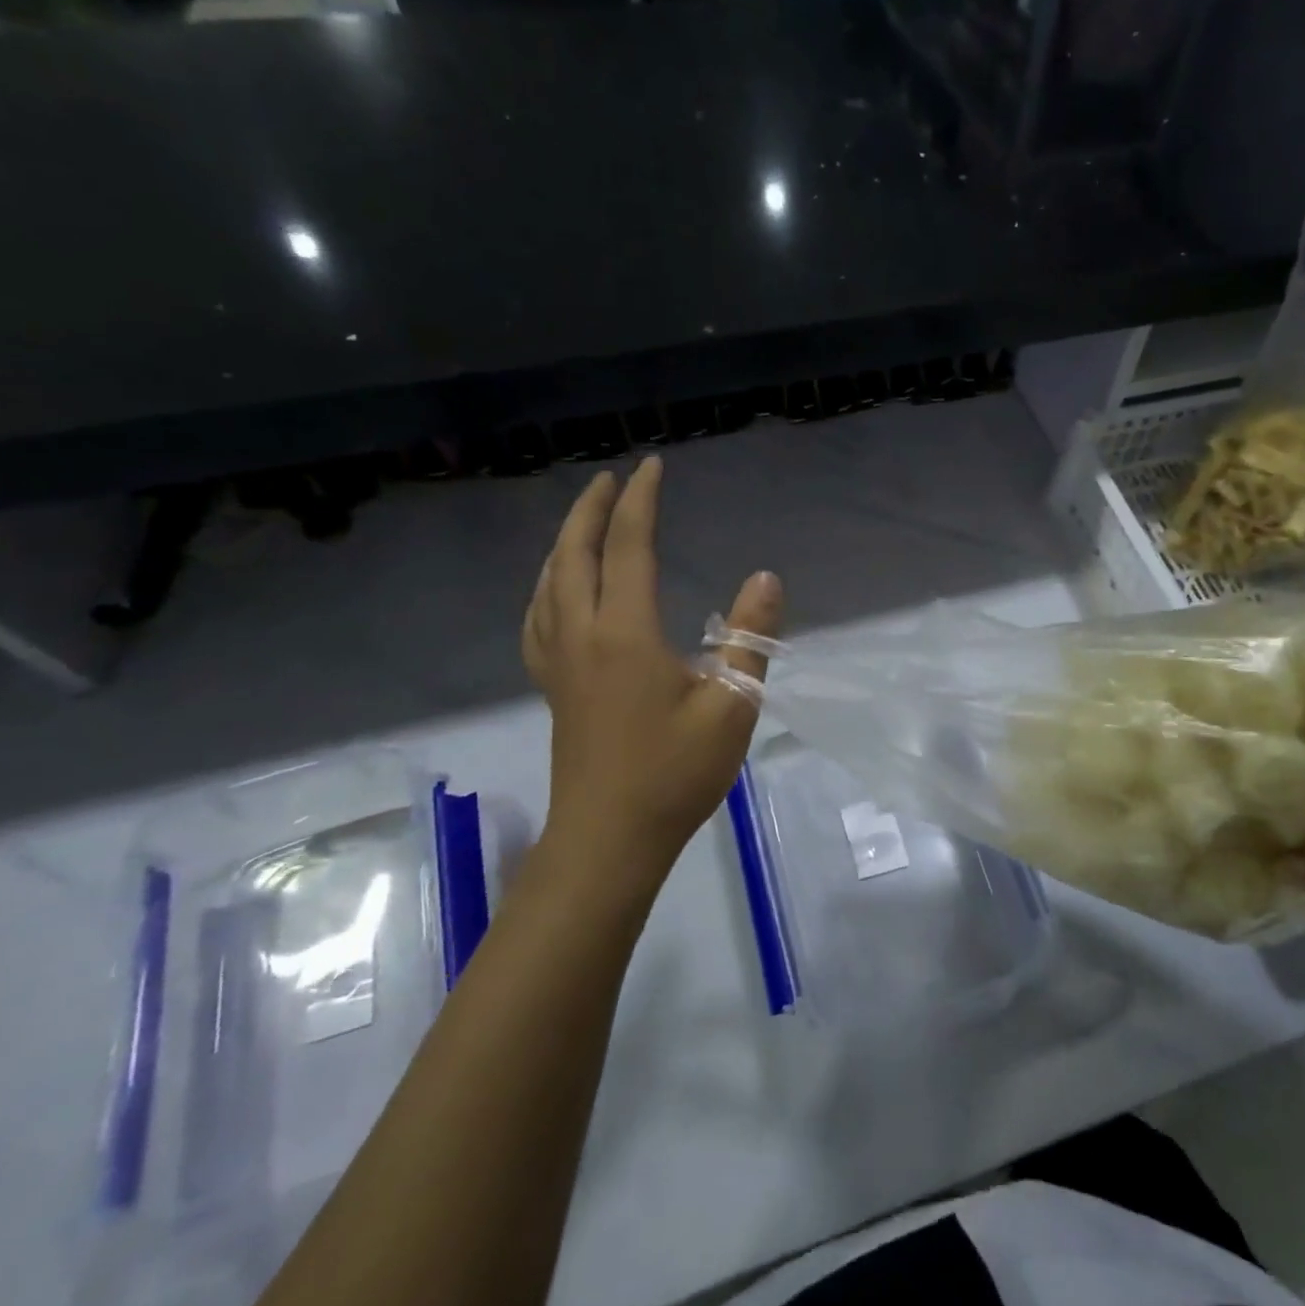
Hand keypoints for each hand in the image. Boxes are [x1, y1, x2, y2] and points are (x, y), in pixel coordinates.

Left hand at [522, 456, 782, 888]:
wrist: (609, 839)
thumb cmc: (674, 773)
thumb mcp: (732, 706)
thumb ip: (750, 637)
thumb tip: (766, 578)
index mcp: (624, 632)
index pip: (629, 547)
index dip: (640, 502)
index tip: (651, 466)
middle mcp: (582, 635)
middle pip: (574, 555)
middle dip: (590, 510)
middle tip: (610, 479)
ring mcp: (559, 663)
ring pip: (549, 584)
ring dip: (564, 543)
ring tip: (583, 524)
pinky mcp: (553, 688)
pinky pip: (538, 618)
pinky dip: (547, 586)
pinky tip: (557, 593)